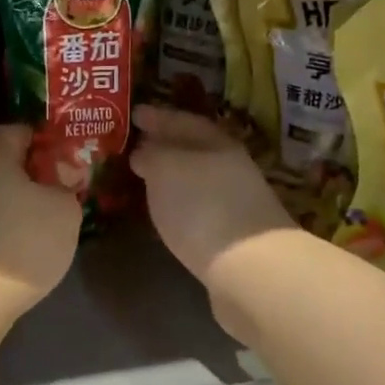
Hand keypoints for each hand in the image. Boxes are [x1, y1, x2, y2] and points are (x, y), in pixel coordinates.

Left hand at [0, 125, 81, 306]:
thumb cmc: (18, 242)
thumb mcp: (63, 212)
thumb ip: (65, 188)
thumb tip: (58, 181)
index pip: (20, 131)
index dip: (46, 145)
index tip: (66, 165)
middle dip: (24, 173)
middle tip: (53, 193)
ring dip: (6, 202)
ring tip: (34, 225)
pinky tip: (9, 247)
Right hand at [129, 106, 294, 287]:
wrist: (250, 270)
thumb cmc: (202, 206)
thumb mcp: (166, 168)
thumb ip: (151, 155)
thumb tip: (144, 151)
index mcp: (217, 143)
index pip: (184, 120)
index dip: (158, 116)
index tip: (134, 114)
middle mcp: (230, 167)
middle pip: (193, 150)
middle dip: (165, 146)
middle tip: (135, 146)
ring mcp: (235, 202)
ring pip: (196, 179)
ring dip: (172, 177)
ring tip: (144, 179)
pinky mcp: (232, 235)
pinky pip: (198, 207)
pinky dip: (180, 204)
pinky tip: (166, 212)